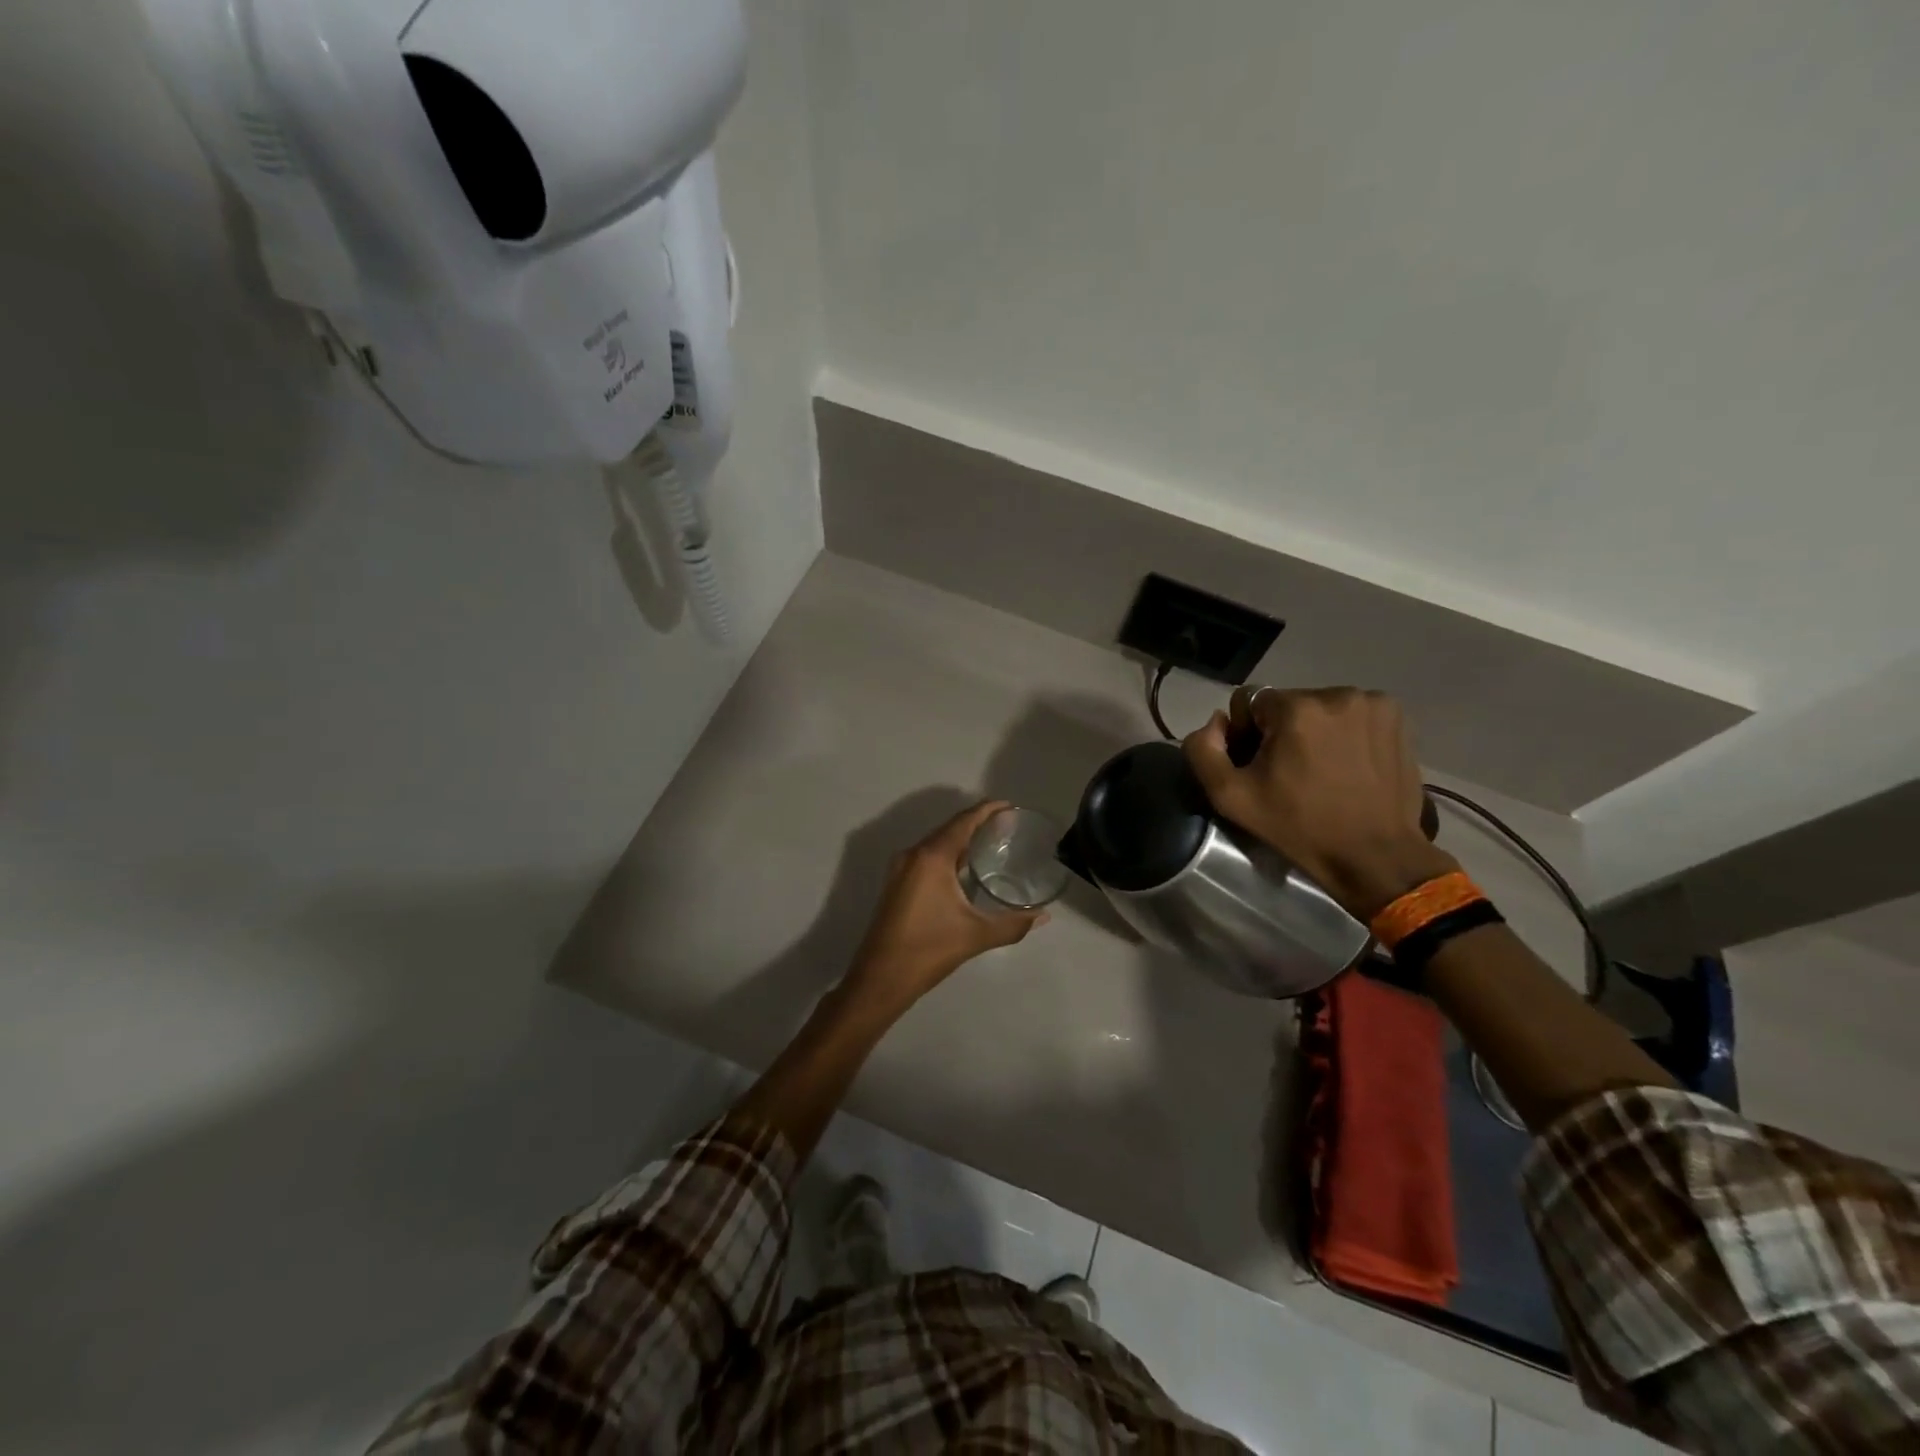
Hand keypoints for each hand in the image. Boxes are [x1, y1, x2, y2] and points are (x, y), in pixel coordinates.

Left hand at [843, 801, 1048, 1013]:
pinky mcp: (896, 883)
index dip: (987, 810)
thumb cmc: (928, 950)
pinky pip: (927, 857)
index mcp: (932, 857)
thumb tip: (1043, 916)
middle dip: (977, 823)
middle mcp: (913, 854)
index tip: (1009, 806)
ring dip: (961, 838)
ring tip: (991, 842)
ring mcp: (901, 868)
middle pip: (949, 828)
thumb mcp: (976, 935)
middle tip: (1007, 826)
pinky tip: (965, 867)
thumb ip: (1013, 924)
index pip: (963, 822)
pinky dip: (948, 854)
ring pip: (936, 843)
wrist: (880, 978)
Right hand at [1182, 687, 1454, 919]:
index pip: (1248, 701)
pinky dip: (1344, 732)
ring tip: (1321, 770)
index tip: (1260, 768)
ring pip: (1319, 708)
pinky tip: (1348, 764)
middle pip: (1286, 703)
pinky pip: (1352, 714)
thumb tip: (1216, 723)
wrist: (1375, 856)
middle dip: (1280, 731)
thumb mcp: (1230, 797)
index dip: (1245, 733)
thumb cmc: (1299, 827)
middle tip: (1289, 772)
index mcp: (1295, 709)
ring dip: (1313, 730)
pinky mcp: (1395, 717)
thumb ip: (1203, 750)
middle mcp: (1336, 695)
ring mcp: (1372, 704)